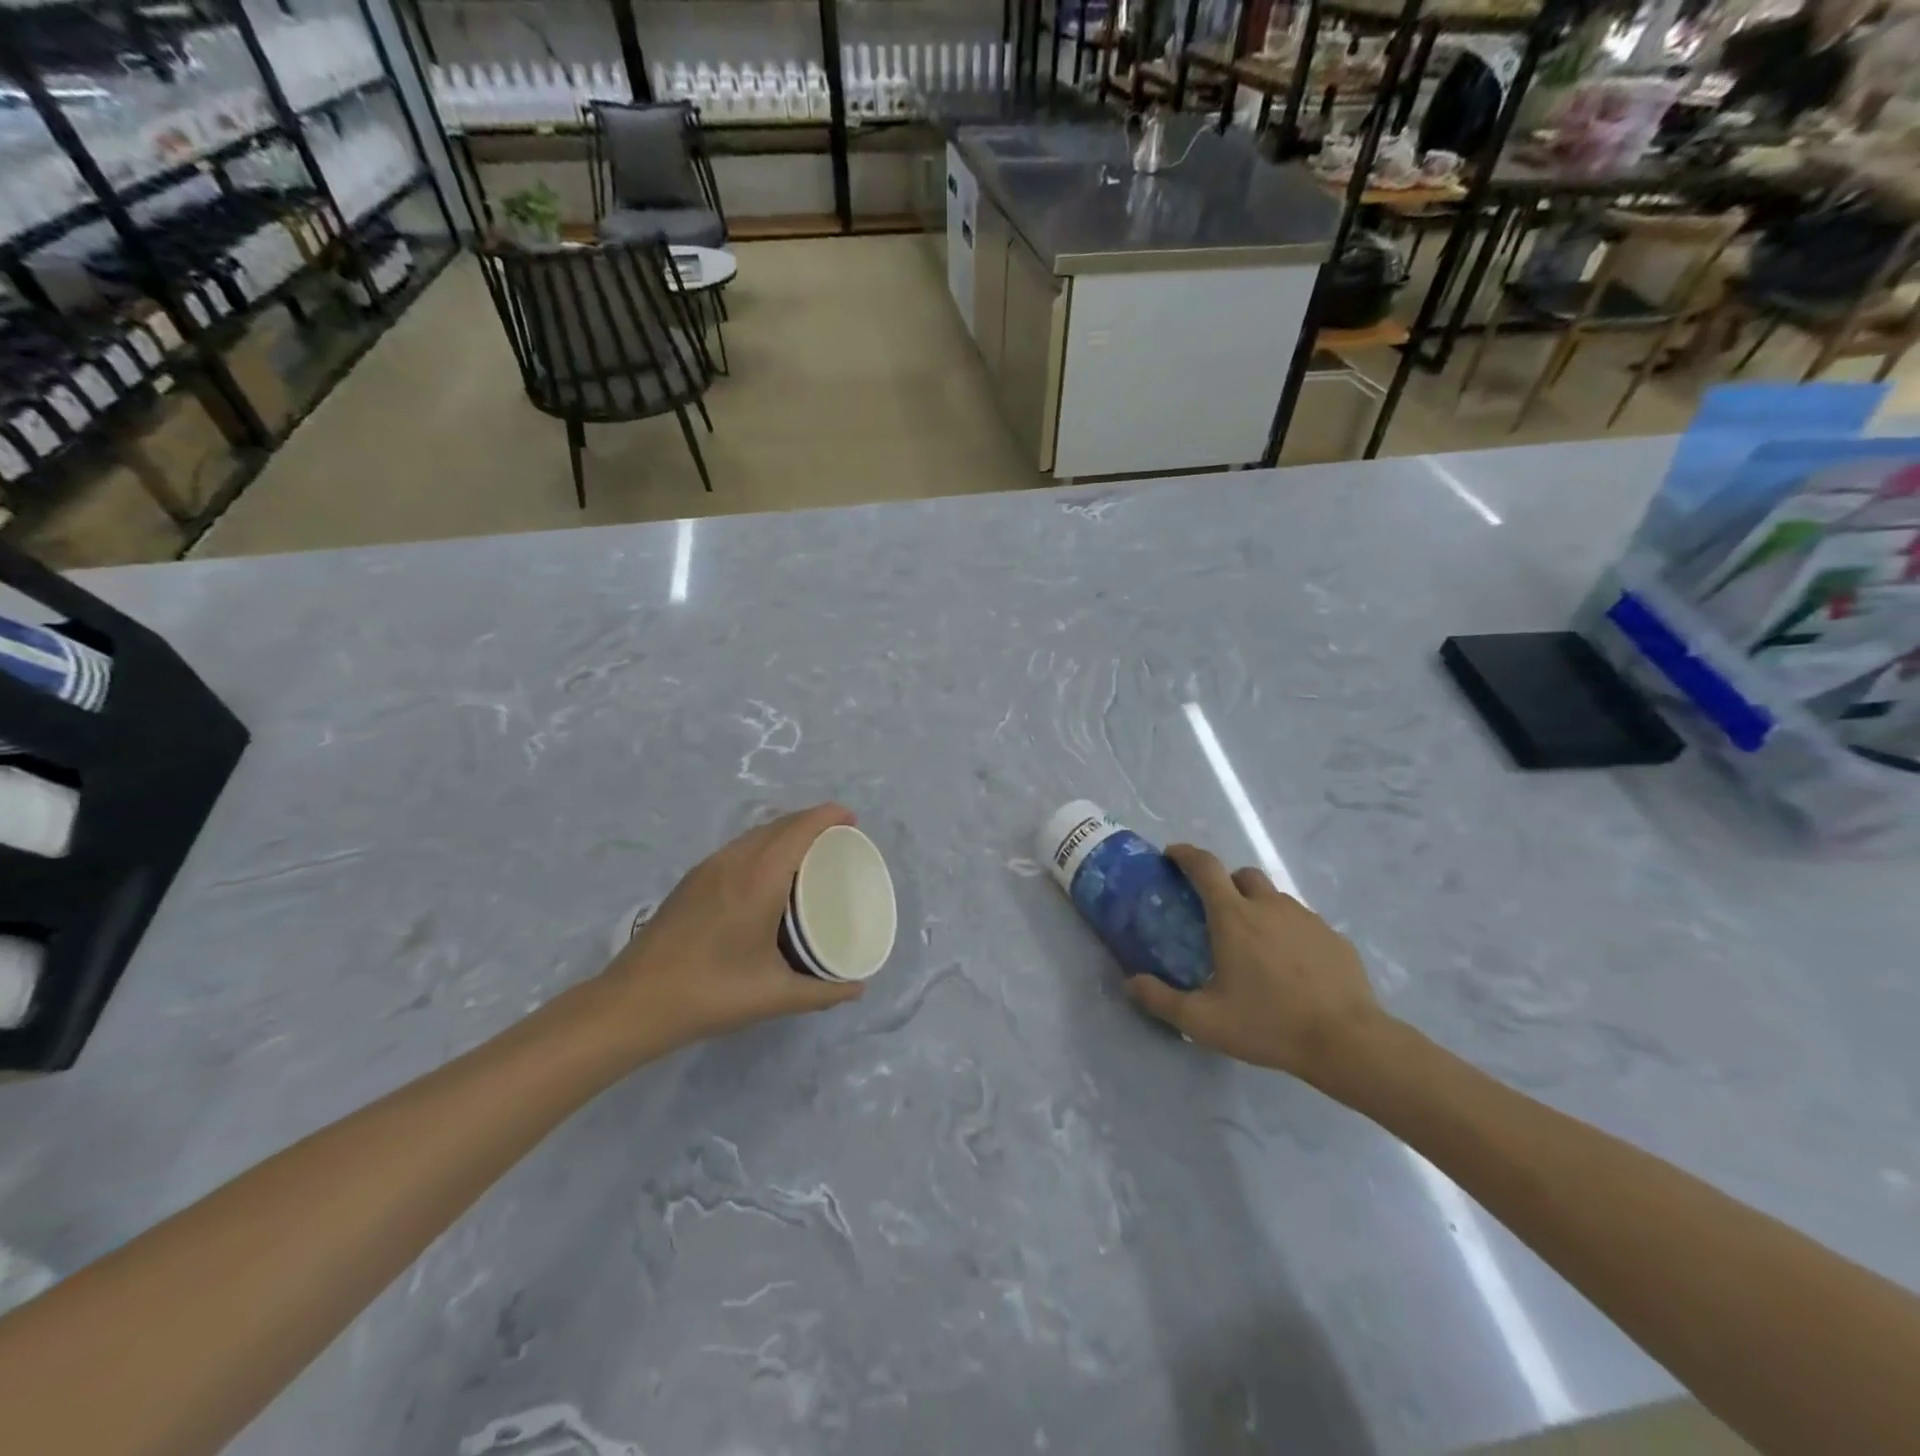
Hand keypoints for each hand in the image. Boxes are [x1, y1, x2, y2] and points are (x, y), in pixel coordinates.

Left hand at [600, 804, 865, 1047]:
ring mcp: (708, 868)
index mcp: (759, 879)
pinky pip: (738, 847)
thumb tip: (858, 988)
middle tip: (839, 839)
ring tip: (809, 852)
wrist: (633, 1003)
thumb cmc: (710, 993)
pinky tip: (768, 873)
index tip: (852, 820)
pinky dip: (764, 844)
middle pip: (778, 824)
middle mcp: (734, 862)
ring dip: (785, 831)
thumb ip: (822, 992)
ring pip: (755, 834)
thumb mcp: (774, 996)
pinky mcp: (692, 880)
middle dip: (811, 821)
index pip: (799, 830)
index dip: (828, 816)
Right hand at [1126, 844, 1391, 1086]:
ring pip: (1275, 897)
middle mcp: (1269, 906)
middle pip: (1242, 875)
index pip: (1205, 866)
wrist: (1347, 1041)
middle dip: (1225, 882)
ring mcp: (1306, 918)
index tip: (1172, 855)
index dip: (1186, 854)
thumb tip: (1130, 982)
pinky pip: (1303, 922)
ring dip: (1258, 906)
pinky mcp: (1334, 937)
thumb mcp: (1204, 1021)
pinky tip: (1290, 965)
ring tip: (1255, 943)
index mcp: (1233, 917)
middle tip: (1215, 911)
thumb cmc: (1268, 1024)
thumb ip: (1161, 1000)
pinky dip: (1288, 930)